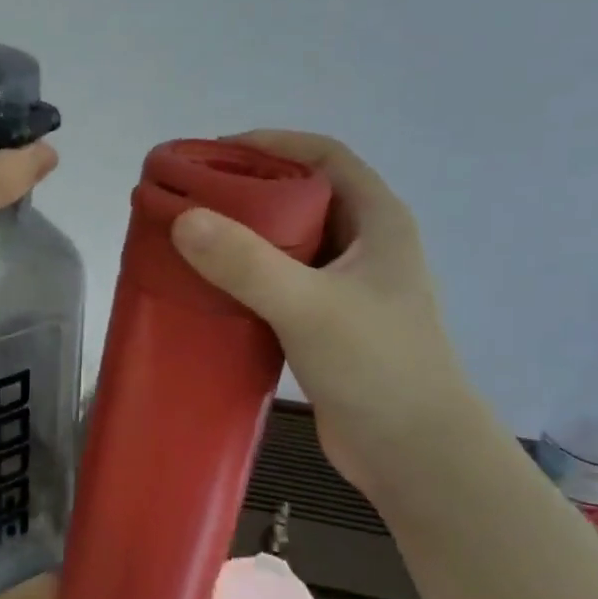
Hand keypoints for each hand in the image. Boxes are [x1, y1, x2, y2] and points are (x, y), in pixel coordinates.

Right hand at [170, 131, 475, 492]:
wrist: (414, 454)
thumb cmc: (377, 367)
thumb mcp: (309, 306)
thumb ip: (246, 263)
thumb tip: (183, 218)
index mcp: (377, 222)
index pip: (325, 156)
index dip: (272, 143)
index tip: (215, 152)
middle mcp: (363, 246)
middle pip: (301, 195)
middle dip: (247, 189)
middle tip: (190, 197)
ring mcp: (345, 287)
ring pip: (287, 242)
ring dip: (243, 235)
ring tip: (189, 238)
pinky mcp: (326, 323)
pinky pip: (278, 281)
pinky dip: (244, 276)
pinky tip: (209, 288)